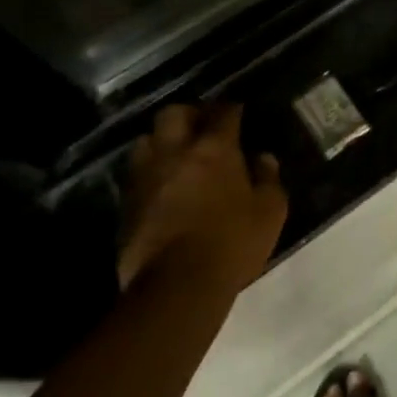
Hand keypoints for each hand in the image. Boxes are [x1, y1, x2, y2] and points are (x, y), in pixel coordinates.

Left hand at [118, 104, 286, 291]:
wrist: (177, 288)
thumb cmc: (231, 243)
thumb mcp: (270, 212)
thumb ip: (268, 178)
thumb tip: (263, 157)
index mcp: (215, 148)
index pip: (223, 112)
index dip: (231, 109)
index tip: (238, 112)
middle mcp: (176, 152)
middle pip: (174, 114)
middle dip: (188, 114)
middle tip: (201, 127)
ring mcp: (146, 177)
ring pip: (146, 140)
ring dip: (161, 141)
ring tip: (174, 154)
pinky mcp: (127, 205)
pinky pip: (135, 176)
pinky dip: (148, 174)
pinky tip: (160, 187)